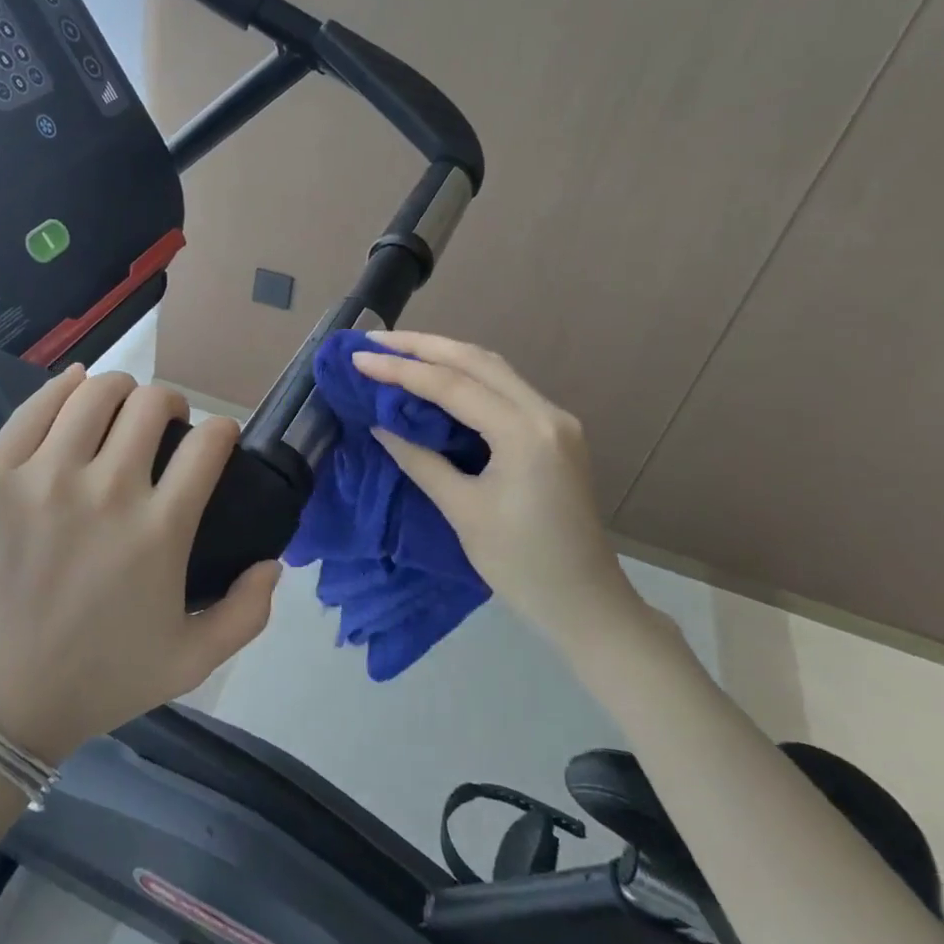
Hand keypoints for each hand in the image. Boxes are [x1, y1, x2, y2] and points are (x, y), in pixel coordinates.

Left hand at [0, 366, 279, 761]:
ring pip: (96, 392)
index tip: (213, 440)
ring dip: (120, 390)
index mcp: (160, 529)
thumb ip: (247, 613)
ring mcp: (44, 477)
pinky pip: (36, 406)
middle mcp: (107, 490)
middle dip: (170, 404)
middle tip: (162, 425)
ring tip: (117, 408)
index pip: (208, 443)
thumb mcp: (190, 663)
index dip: (221, 430)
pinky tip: (74, 390)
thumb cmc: (96, 682)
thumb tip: (274, 562)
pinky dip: (64, 386)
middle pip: (152, 404)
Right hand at [350, 331, 641, 644]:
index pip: (452, 386)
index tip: (358, 358)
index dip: (400, 370)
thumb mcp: (462, 511)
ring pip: (493, 369)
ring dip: (444, 355)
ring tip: (398, 350)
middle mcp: (545, 413)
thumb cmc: (521, 565)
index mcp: (525, 433)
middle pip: (477, 360)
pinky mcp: (553, 433)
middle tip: (374, 340)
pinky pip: (503, 389)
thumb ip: (420, 459)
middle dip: (422, 346)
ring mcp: (555, 420)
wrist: (586, 603)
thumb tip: (379, 424)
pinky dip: (465, 377)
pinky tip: (436, 378)